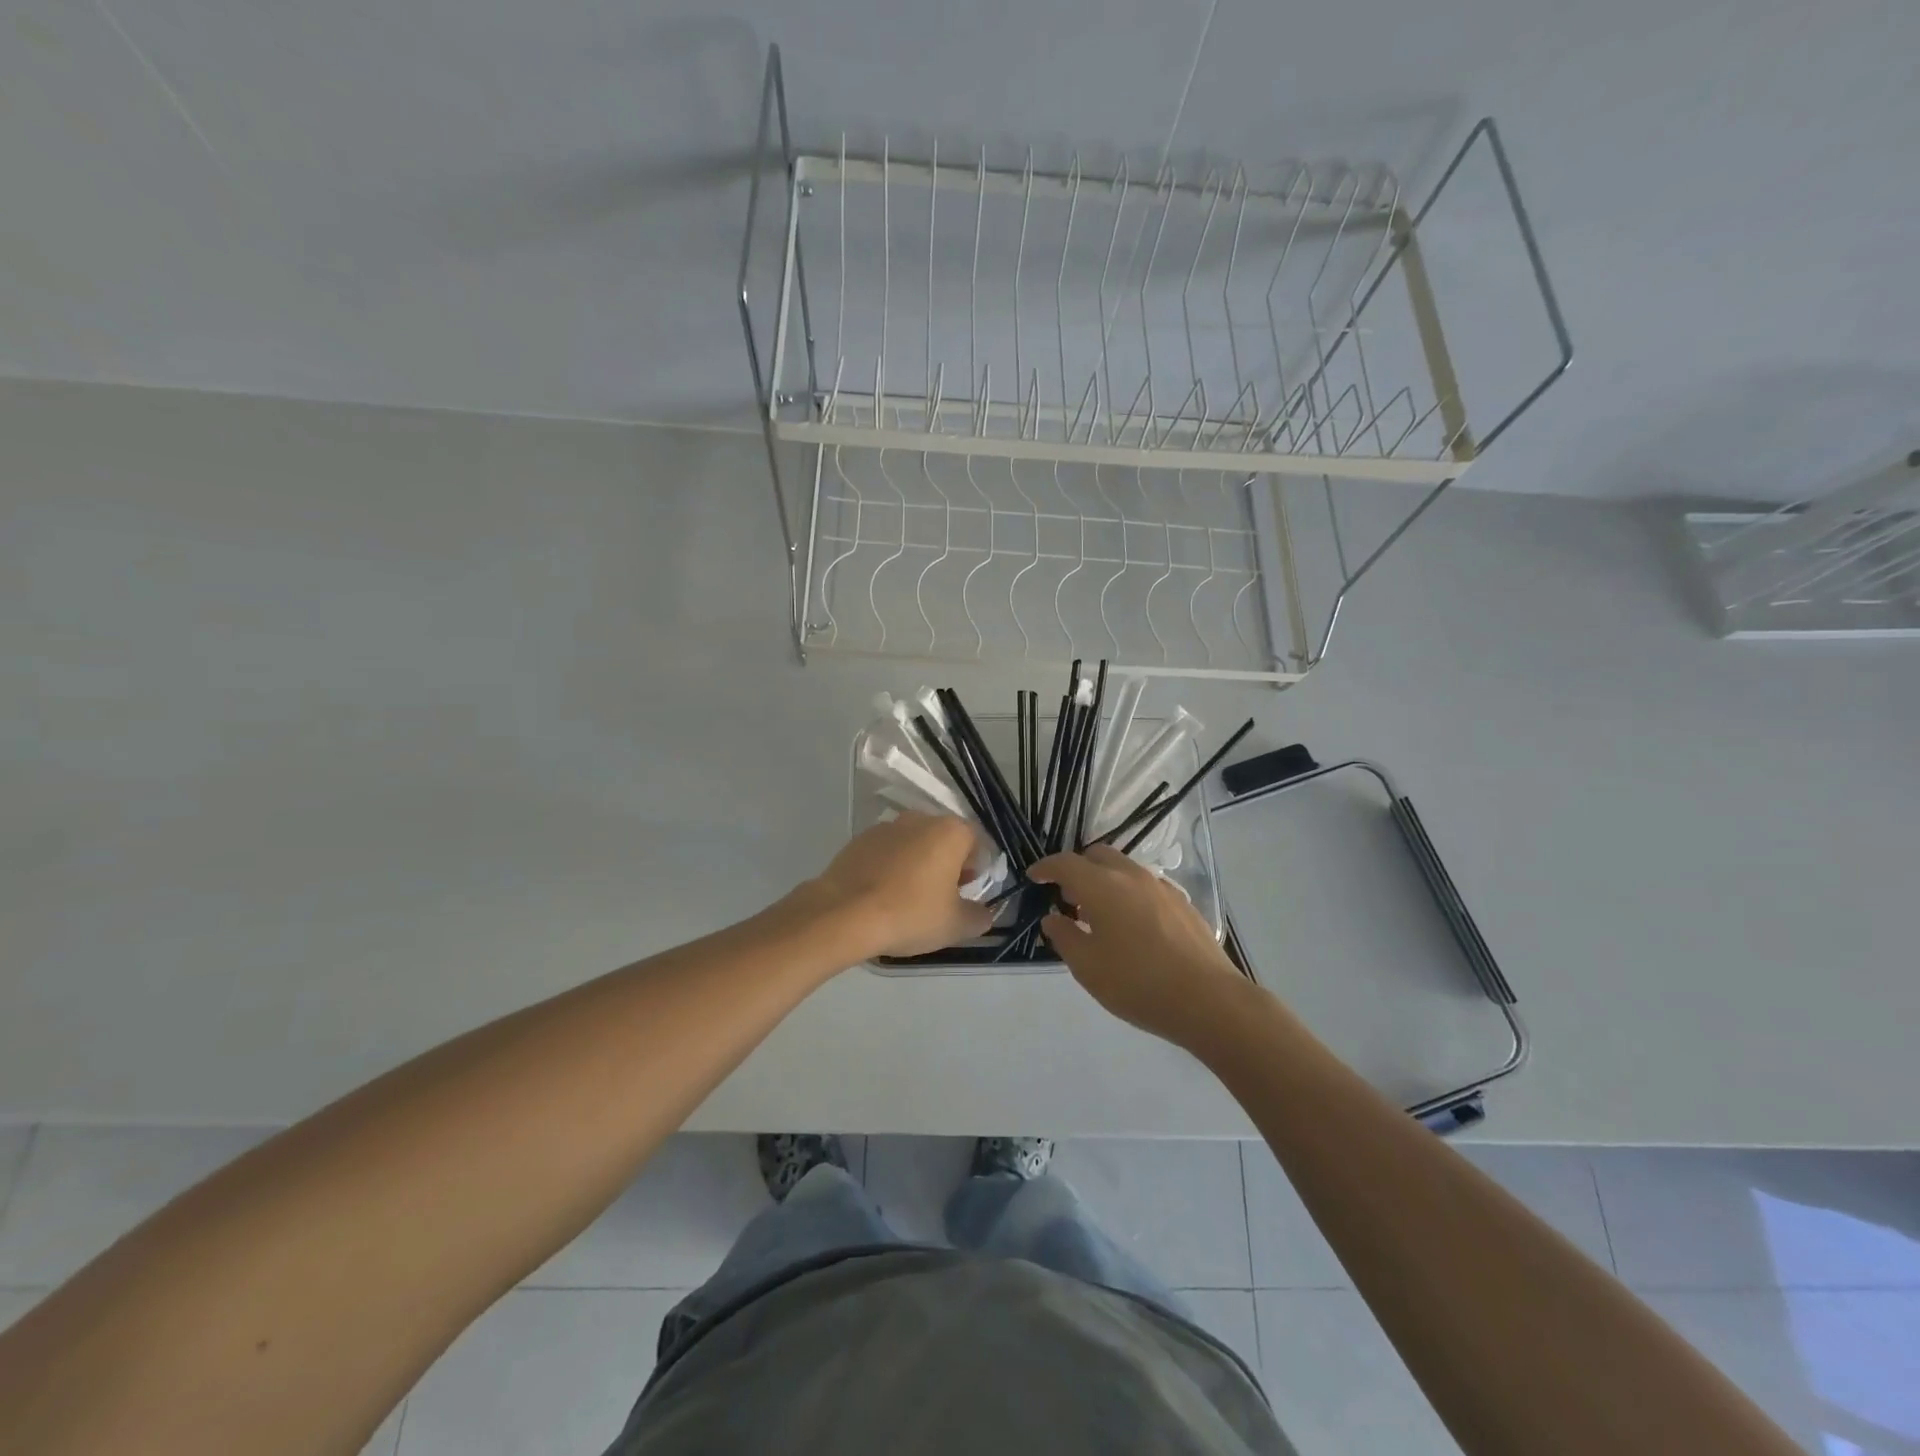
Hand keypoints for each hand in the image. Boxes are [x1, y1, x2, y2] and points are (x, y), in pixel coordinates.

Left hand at [807, 812, 994, 958]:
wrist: (843, 914)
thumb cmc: (910, 914)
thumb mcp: (956, 925)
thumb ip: (980, 917)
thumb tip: (984, 913)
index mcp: (950, 831)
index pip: (976, 842)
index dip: (976, 869)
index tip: (966, 894)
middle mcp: (920, 819)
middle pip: (944, 839)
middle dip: (947, 865)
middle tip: (941, 899)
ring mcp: (886, 827)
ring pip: (914, 844)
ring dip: (918, 864)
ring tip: (909, 899)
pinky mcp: (858, 840)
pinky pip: (886, 852)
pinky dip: (890, 868)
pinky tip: (882, 896)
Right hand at [1029, 845, 1251, 1048]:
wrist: (1209, 1000)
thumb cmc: (1138, 984)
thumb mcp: (1088, 968)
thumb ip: (1064, 937)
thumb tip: (1053, 919)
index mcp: (1102, 886)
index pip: (1066, 863)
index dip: (1046, 867)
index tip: (1034, 877)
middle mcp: (1132, 876)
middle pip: (1097, 856)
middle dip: (1077, 869)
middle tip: (1067, 897)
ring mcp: (1161, 887)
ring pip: (1124, 869)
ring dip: (1104, 880)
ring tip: (1098, 914)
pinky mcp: (1182, 903)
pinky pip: (1145, 886)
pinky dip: (1128, 893)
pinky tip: (1131, 926)